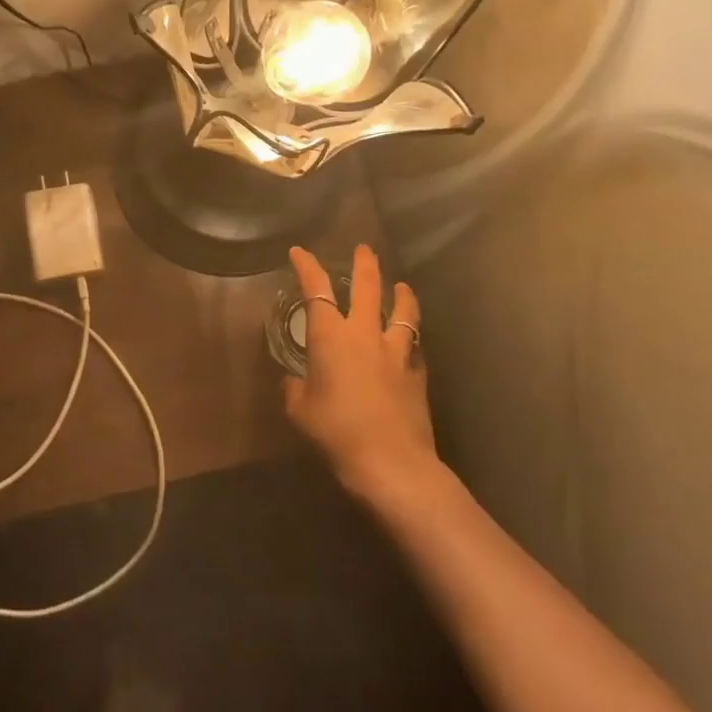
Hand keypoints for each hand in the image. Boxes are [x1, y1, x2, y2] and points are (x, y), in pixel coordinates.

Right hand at [285, 245, 438, 502]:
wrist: (390, 463)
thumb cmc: (335, 432)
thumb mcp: (300, 410)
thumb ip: (295, 388)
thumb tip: (294, 379)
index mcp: (330, 336)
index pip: (315, 288)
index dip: (306, 266)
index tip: (299, 252)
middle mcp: (364, 333)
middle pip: (367, 287)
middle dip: (364, 264)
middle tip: (364, 249)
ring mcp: (396, 352)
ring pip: (403, 312)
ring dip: (401, 295)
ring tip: (402, 286)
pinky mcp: (417, 374)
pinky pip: (416, 348)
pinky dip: (412, 340)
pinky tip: (412, 344)